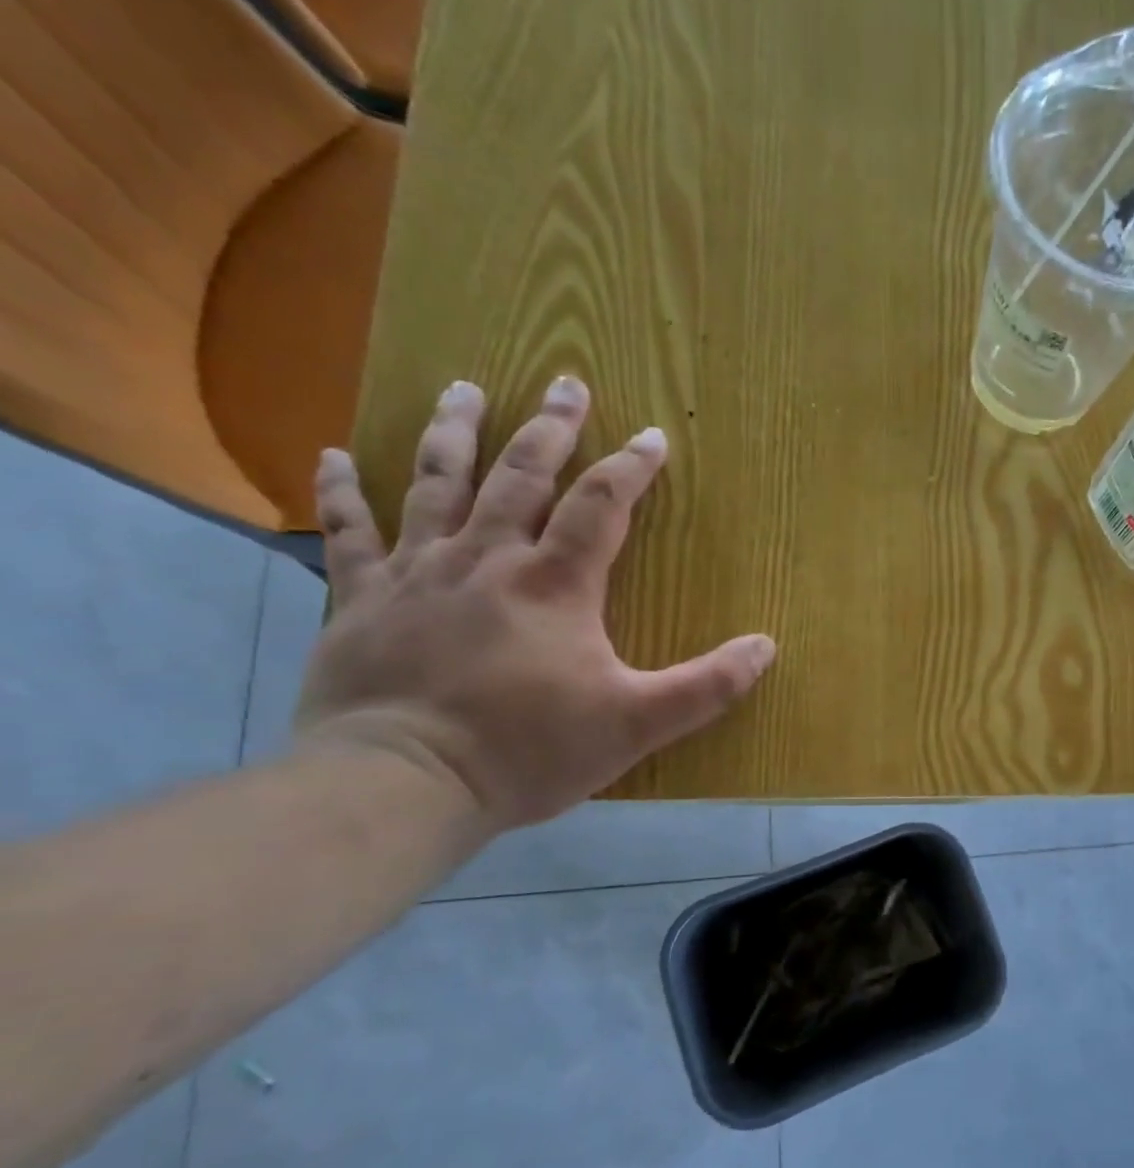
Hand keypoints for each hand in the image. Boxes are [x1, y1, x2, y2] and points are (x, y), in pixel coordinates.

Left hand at [294, 376, 775, 830]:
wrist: (403, 784)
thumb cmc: (528, 750)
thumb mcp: (637, 724)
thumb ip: (707, 686)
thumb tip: (766, 646)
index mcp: (555, 583)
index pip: (602, 505)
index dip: (631, 467)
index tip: (653, 436)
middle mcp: (486, 559)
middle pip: (521, 476)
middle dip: (550, 428)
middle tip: (566, 383)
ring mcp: (418, 573)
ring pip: (436, 484)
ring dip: (454, 432)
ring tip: (466, 389)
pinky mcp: (361, 600)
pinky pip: (348, 533)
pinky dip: (341, 492)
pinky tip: (333, 455)